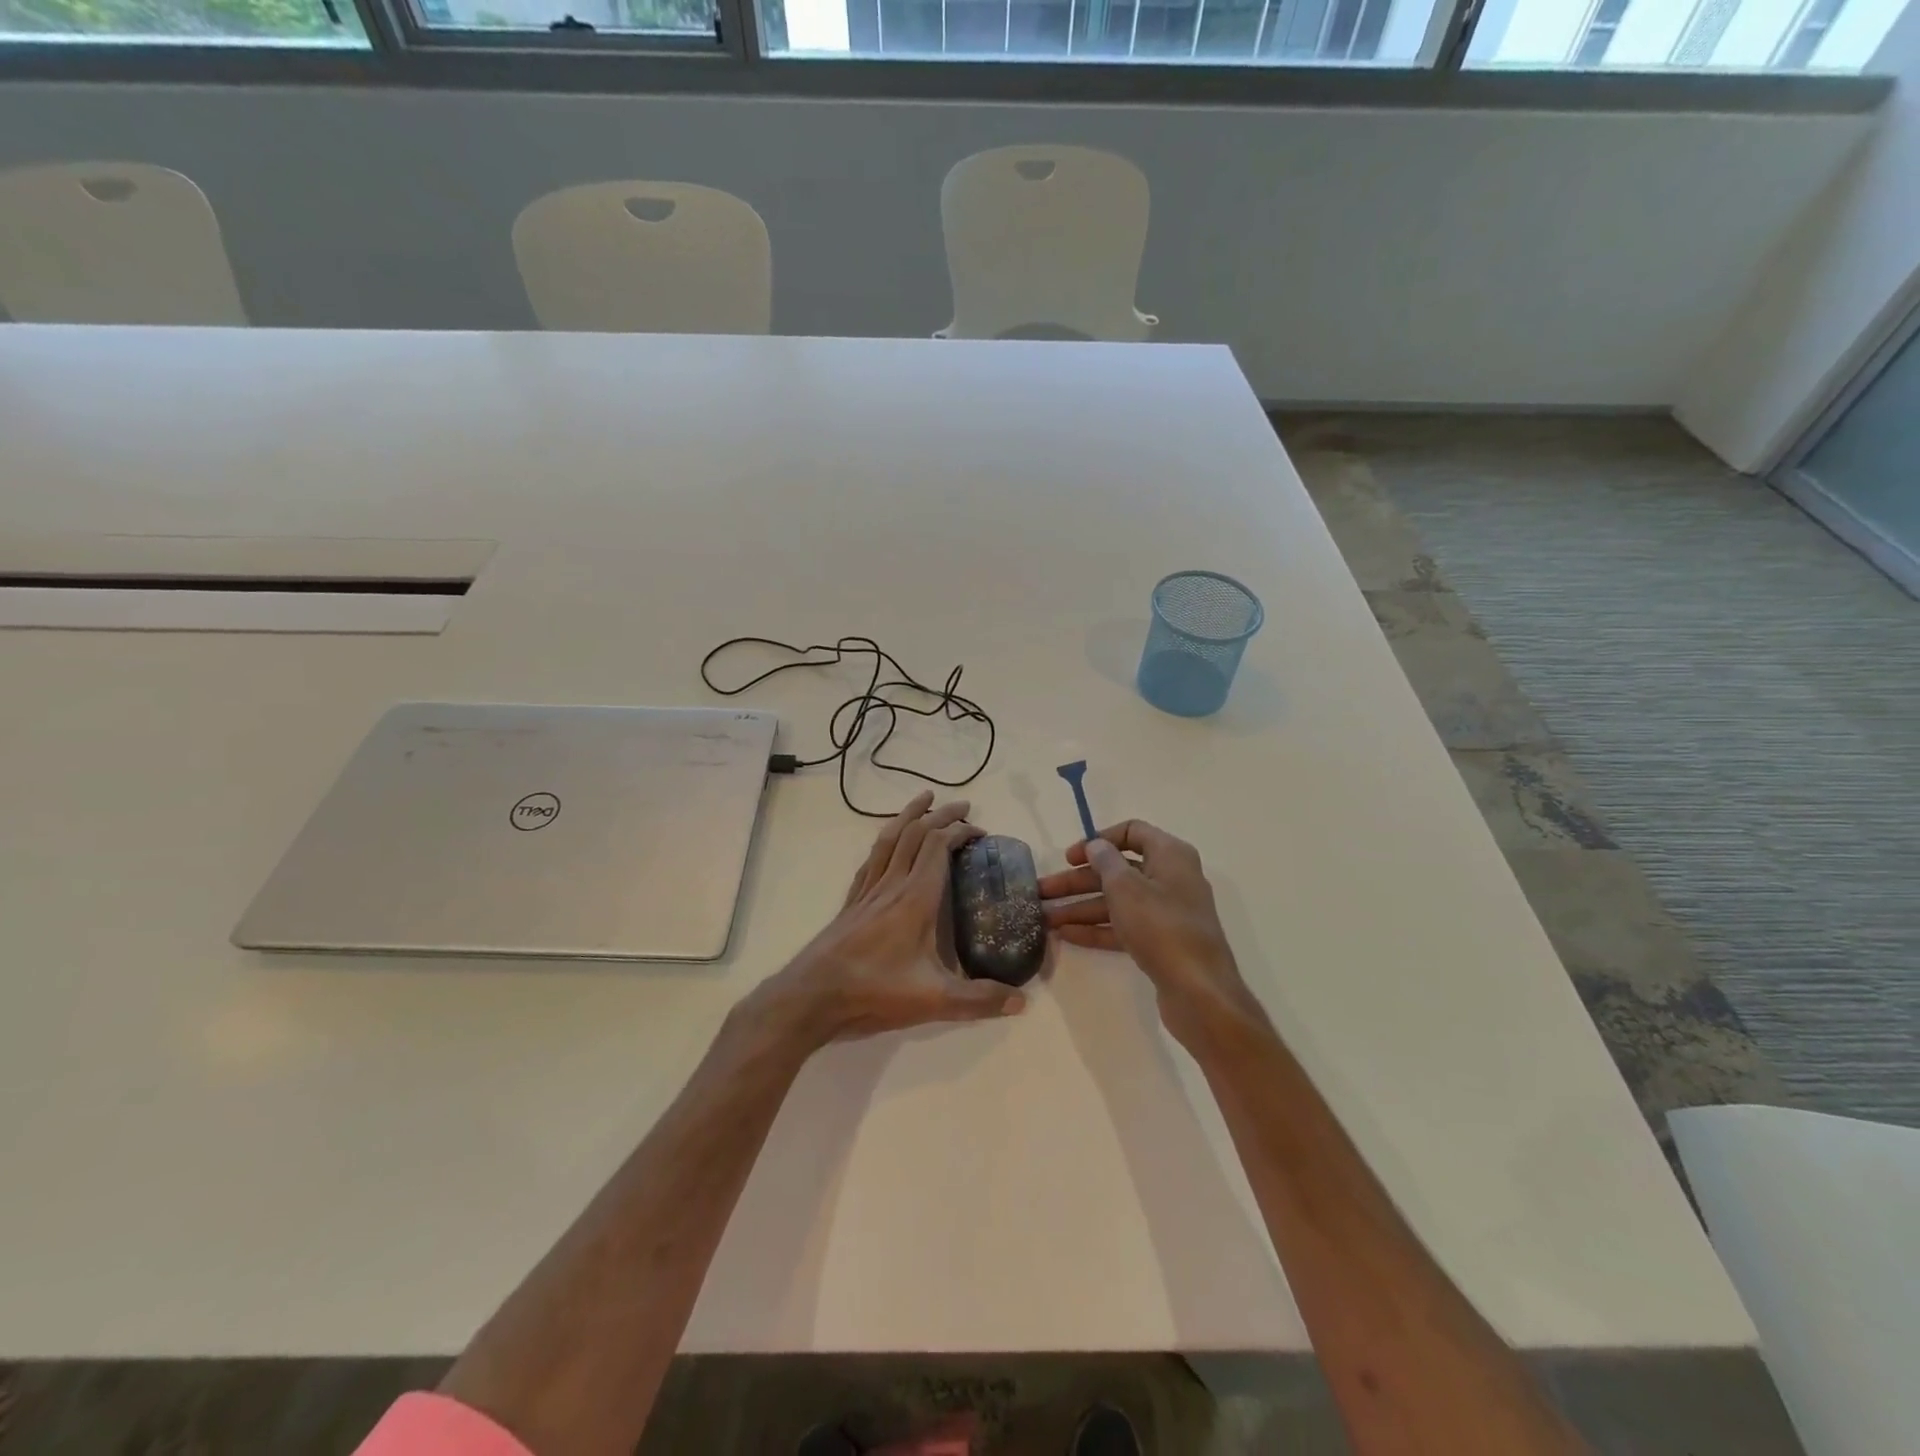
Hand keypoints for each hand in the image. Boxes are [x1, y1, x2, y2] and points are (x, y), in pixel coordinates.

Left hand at [759, 791, 1027, 1046]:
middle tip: (963, 806)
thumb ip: (979, 1000)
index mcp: (916, 898)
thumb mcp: (934, 1001)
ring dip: (909, 815)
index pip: (939, 846)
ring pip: (890, 839)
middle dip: (941, 815)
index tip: (981, 832)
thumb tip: (1022, 1002)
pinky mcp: (852, 902)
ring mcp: (868, 891)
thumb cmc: (874, 991)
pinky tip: (888, 844)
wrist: (813, 996)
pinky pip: (871, 859)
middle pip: (916, 834)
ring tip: (924, 799)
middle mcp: (892, 884)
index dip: (961, 832)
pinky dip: (886, 841)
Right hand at [1038, 820, 1261, 1047]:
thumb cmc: (1161, 927)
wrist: (1199, 992)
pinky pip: (1124, 926)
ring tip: (1045, 919)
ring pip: (1117, 901)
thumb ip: (1106, 861)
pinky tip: (1066, 935)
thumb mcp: (1126, 887)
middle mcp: (1170, 878)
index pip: (1131, 832)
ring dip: (1081, 907)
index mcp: (1169, 855)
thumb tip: (1096, 846)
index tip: (1070, 857)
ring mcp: (1166, 912)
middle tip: (1042, 891)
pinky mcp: (1161, 942)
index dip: (1098, 840)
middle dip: (1077, 881)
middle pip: (1117, 870)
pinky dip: (1097, 928)